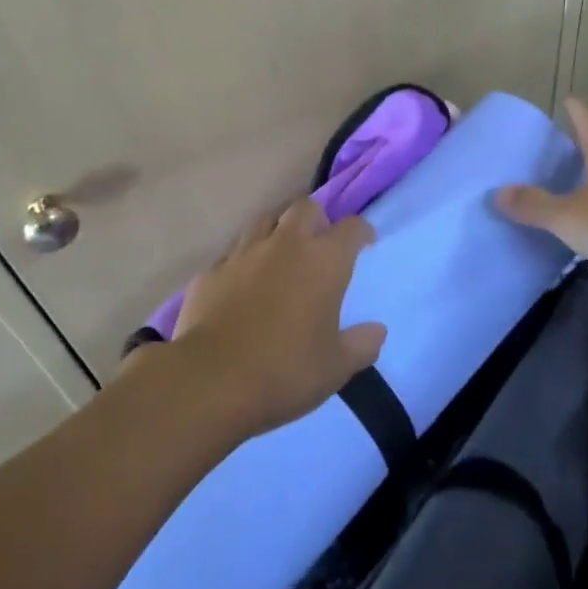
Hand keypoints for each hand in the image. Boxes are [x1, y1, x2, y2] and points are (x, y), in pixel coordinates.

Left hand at [169, 198, 381, 438]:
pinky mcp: (211, 271)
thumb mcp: (336, 367)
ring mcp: (243, 254)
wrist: (210, 381)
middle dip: (316, 219)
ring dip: (277, 230)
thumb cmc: (285, 371)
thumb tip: (377, 330)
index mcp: (324, 261)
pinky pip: (232, 253)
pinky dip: (243, 261)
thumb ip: (361, 345)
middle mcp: (285, 245)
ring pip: (264, 220)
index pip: (351, 228)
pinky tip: (242, 284)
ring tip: (280, 254)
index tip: (364, 244)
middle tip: (318, 244)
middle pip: (304, 207)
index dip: (361, 232)